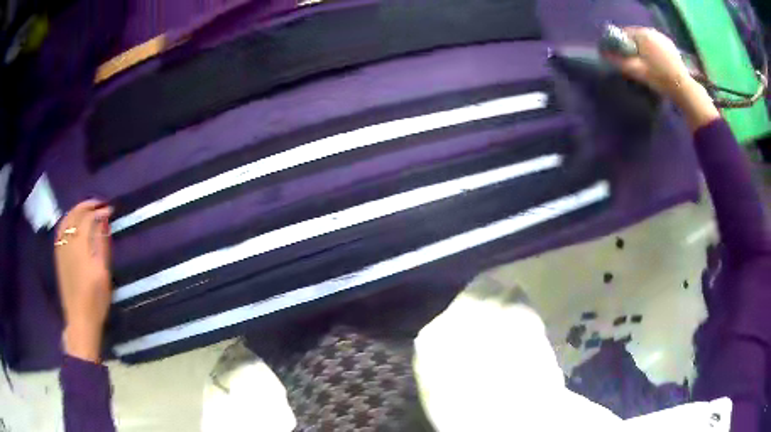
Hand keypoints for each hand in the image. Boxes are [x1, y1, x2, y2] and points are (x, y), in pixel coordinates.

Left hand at [54, 200, 113, 361]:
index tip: (110, 210)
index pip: (88, 218)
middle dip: (87, 206)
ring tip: (86, 210)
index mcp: (80, 245)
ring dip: (76, 210)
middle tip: (99, 205)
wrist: (80, 319)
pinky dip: (67, 220)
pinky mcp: (58, 256)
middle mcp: (68, 242)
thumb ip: (101, 243)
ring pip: (65, 220)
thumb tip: (103, 220)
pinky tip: (73, 223)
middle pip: (75, 215)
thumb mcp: (103, 273)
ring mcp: (61, 249)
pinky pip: (60, 230)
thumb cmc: (95, 299)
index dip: (99, 211)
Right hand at [603, 26, 719, 129]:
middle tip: (626, 65)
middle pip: (635, 38)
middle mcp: (656, 36)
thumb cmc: (664, 83)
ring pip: (646, 45)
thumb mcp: (639, 74)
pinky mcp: (673, 54)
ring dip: (641, 54)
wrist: (689, 95)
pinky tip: (653, 71)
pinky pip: (656, 50)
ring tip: (639, 70)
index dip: (616, 43)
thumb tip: (603, 57)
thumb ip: (621, 64)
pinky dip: (651, 58)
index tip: (613, 55)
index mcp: (646, 36)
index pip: (624, 33)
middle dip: (628, 48)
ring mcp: (666, 44)